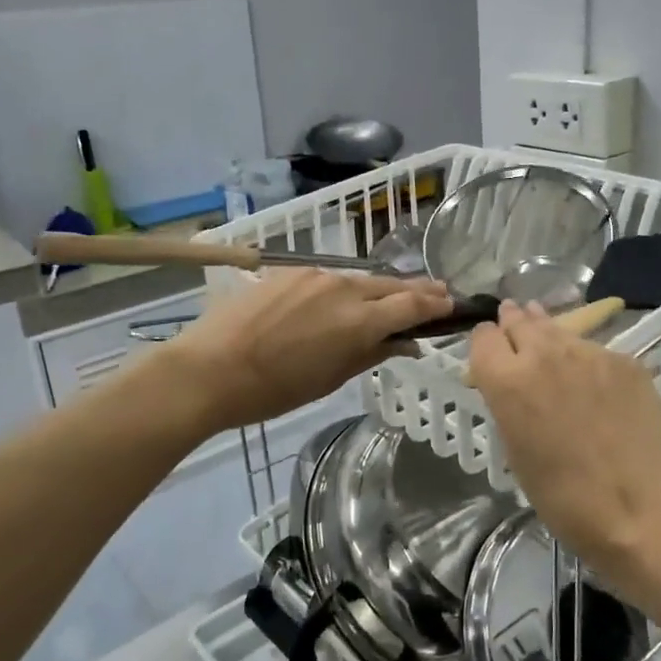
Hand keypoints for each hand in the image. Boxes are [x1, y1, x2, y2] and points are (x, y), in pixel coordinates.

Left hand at [158, 270, 452, 433]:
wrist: (208, 369)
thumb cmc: (272, 390)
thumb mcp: (329, 379)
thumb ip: (371, 354)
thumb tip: (405, 343)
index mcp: (359, 321)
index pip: (411, 305)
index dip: (435, 304)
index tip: (452, 303)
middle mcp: (343, 288)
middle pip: (390, 285)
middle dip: (417, 290)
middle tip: (436, 294)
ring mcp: (315, 275)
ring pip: (359, 279)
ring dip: (379, 289)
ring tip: (389, 299)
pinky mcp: (289, 271)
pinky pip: (328, 278)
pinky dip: (343, 289)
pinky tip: (339, 301)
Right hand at [468, 301, 660, 580]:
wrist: (640, 510)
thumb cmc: (565, 498)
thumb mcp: (516, 452)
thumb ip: (509, 407)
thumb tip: (514, 388)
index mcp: (508, 381)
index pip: (483, 337)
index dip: (486, 344)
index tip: (491, 354)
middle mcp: (544, 354)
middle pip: (520, 321)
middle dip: (514, 325)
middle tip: (515, 327)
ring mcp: (589, 353)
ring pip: (559, 330)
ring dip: (549, 335)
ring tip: (550, 343)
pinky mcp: (624, 360)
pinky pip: (595, 351)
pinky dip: (587, 361)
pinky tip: (596, 383)